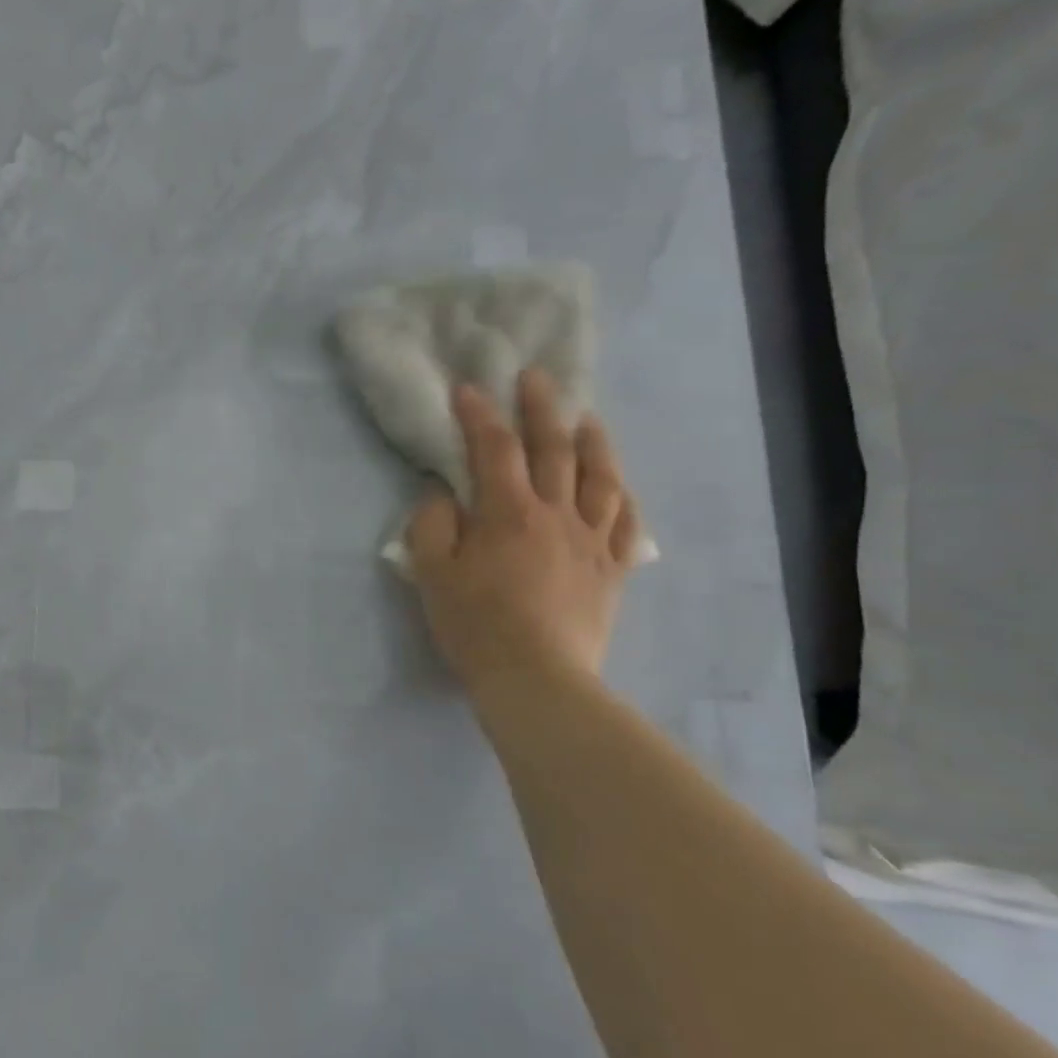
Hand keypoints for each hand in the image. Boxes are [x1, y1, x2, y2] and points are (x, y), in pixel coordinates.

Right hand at [406, 369, 639, 688]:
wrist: (536, 679)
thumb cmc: (474, 623)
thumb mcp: (431, 573)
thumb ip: (432, 525)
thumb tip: (443, 494)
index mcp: (508, 512)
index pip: (494, 449)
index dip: (479, 415)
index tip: (467, 388)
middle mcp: (556, 515)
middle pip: (554, 450)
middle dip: (542, 409)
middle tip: (536, 378)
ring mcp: (591, 542)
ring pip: (601, 479)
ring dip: (594, 443)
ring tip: (587, 419)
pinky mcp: (611, 572)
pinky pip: (626, 526)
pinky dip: (624, 499)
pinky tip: (619, 487)